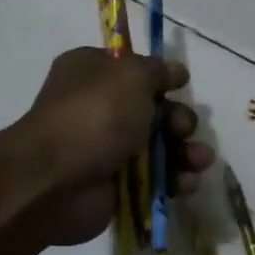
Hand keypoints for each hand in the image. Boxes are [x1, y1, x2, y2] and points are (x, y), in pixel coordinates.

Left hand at [16, 47, 213, 246]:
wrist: (55, 181)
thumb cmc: (94, 115)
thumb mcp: (132, 75)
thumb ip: (158, 70)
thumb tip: (175, 71)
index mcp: (93, 73)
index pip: (134, 69)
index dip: (160, 77)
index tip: (180, 84)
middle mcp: (99, 108)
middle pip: (155, 110)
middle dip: (179, 120)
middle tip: (182, 129)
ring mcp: (108, 149)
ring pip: (161, 146)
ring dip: (186, 151)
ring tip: (199, 160)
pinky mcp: (118, 185)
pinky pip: (156, 179)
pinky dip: (176, 179)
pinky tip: (187, 182)